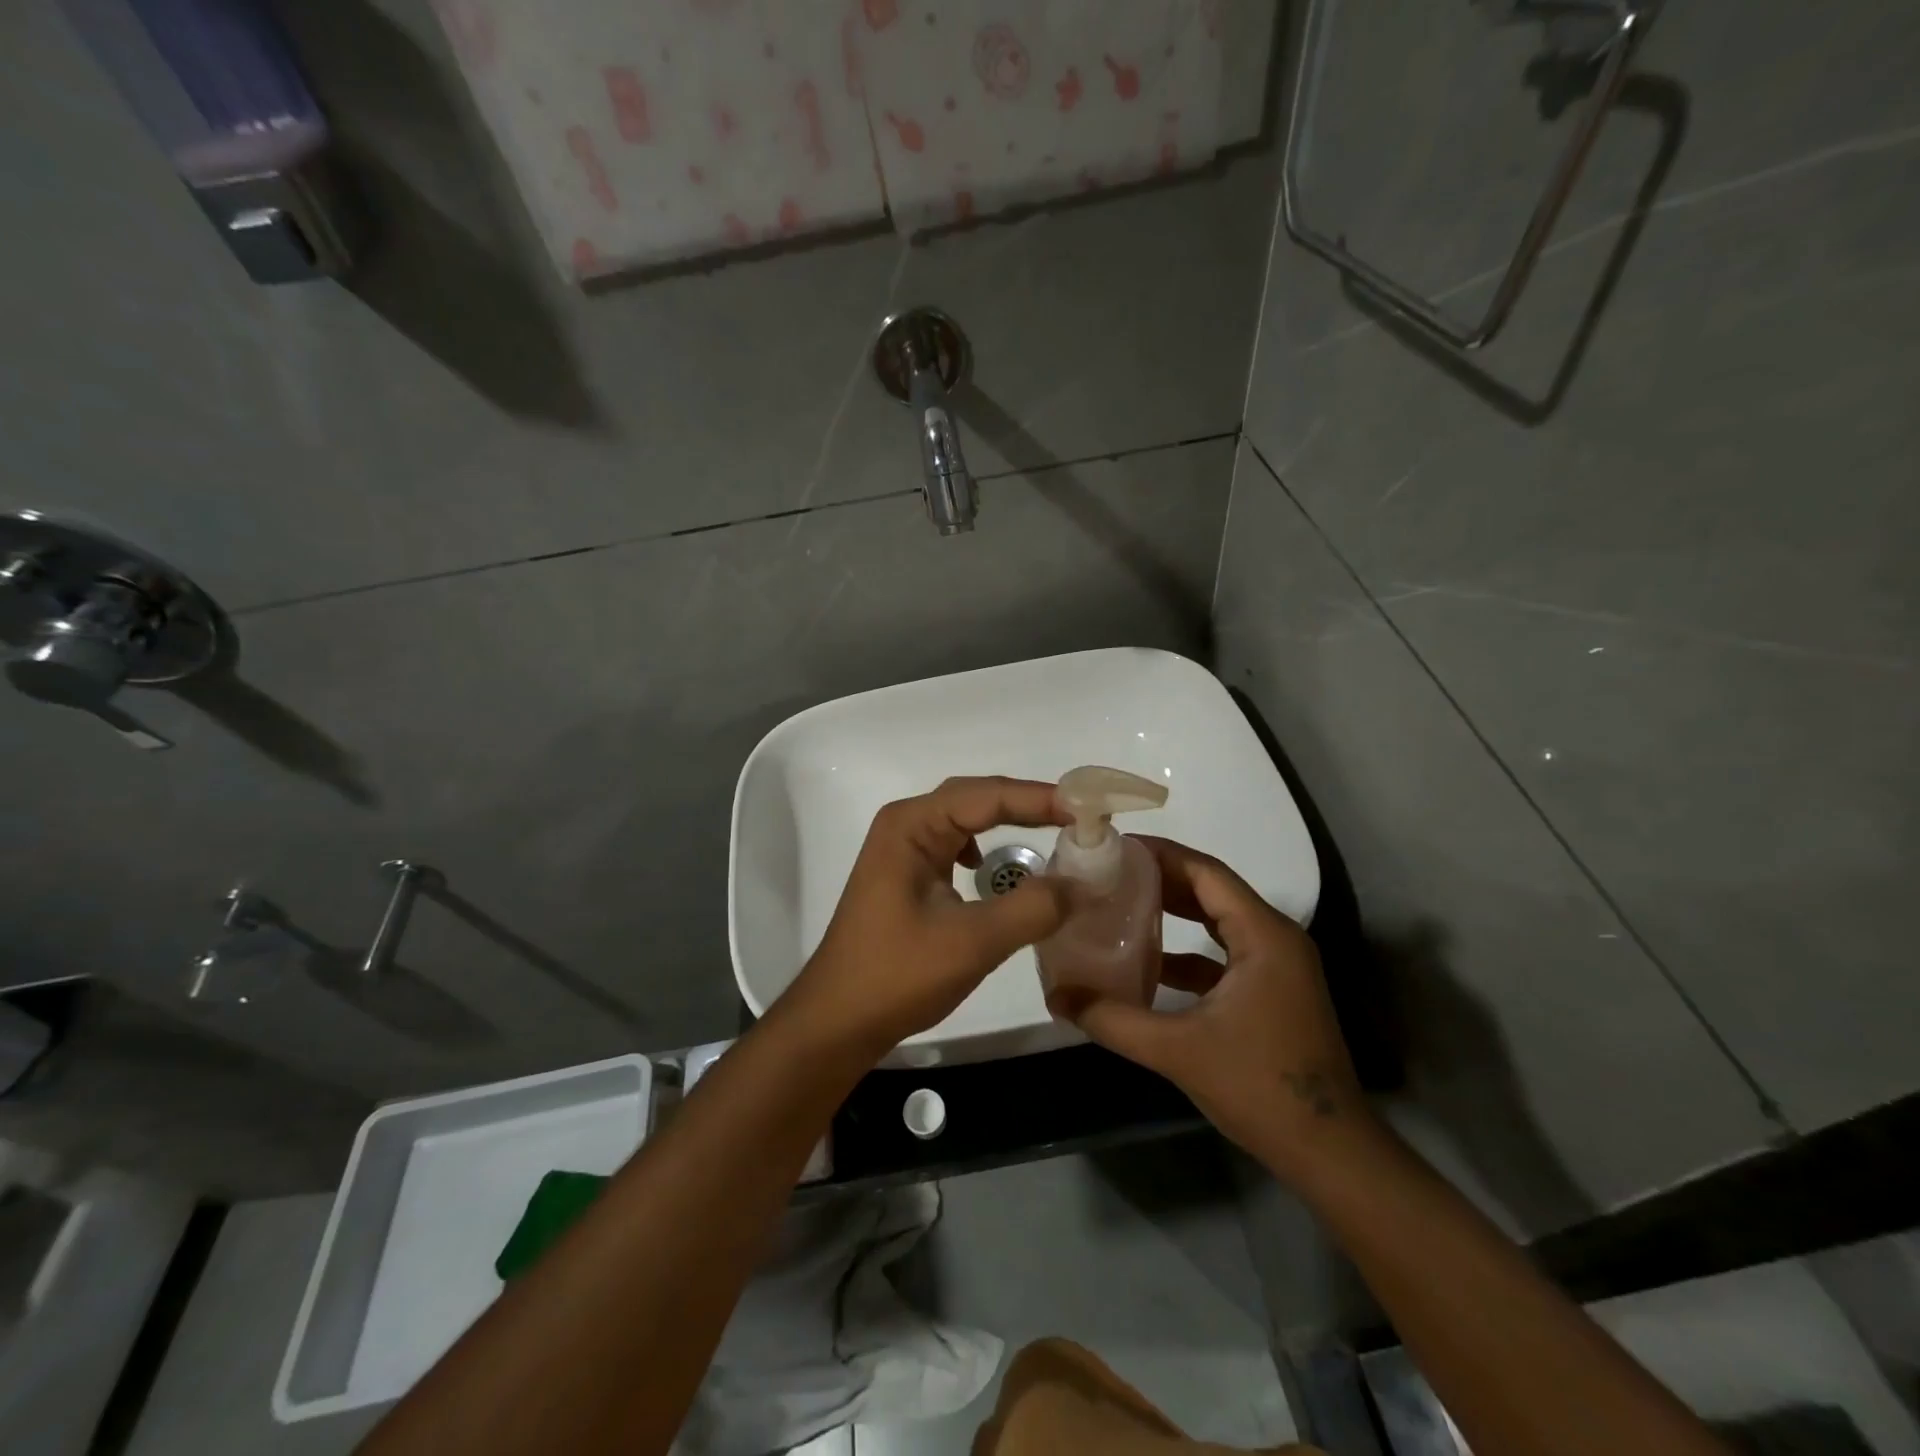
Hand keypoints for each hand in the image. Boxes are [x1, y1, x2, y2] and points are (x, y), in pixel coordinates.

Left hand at [779, 777, 1071, 1062]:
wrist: (837, 1021)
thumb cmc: (896, 975)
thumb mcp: (972, 942)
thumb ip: (1031, 908)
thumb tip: (1083, 883)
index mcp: (912, 825)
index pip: (986, 796)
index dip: (1040, 799)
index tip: (1089, 810)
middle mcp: (905, 825)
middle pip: (976, 799)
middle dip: (1028, 804)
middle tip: (1079, 816)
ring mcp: (902, 850)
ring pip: (966, 820)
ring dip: (1008, 822)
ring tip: (1053, 829)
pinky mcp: (907, 875)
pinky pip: (955, 845)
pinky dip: (986, 847)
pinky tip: (995, 869)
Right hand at [1069, 836, 1371, 1173]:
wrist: (1328, 1152)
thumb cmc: (1260, 1087)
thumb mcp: (1178, 1050)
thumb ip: (1114, 1020)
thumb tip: (1057, 997)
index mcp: (1263, 936)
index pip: (1206, 873)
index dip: (1161, 854)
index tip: (1116, 847)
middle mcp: (1274, 939)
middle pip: (1212, 890)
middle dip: (1162, 878)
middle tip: (1109, 871)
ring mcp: (1276, 966)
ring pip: (1218, 921)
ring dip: (1174, 910)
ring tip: (1121, 902)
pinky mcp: (1271, 991)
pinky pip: (1222, 953)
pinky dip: (1187, 950)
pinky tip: (1148, 961)